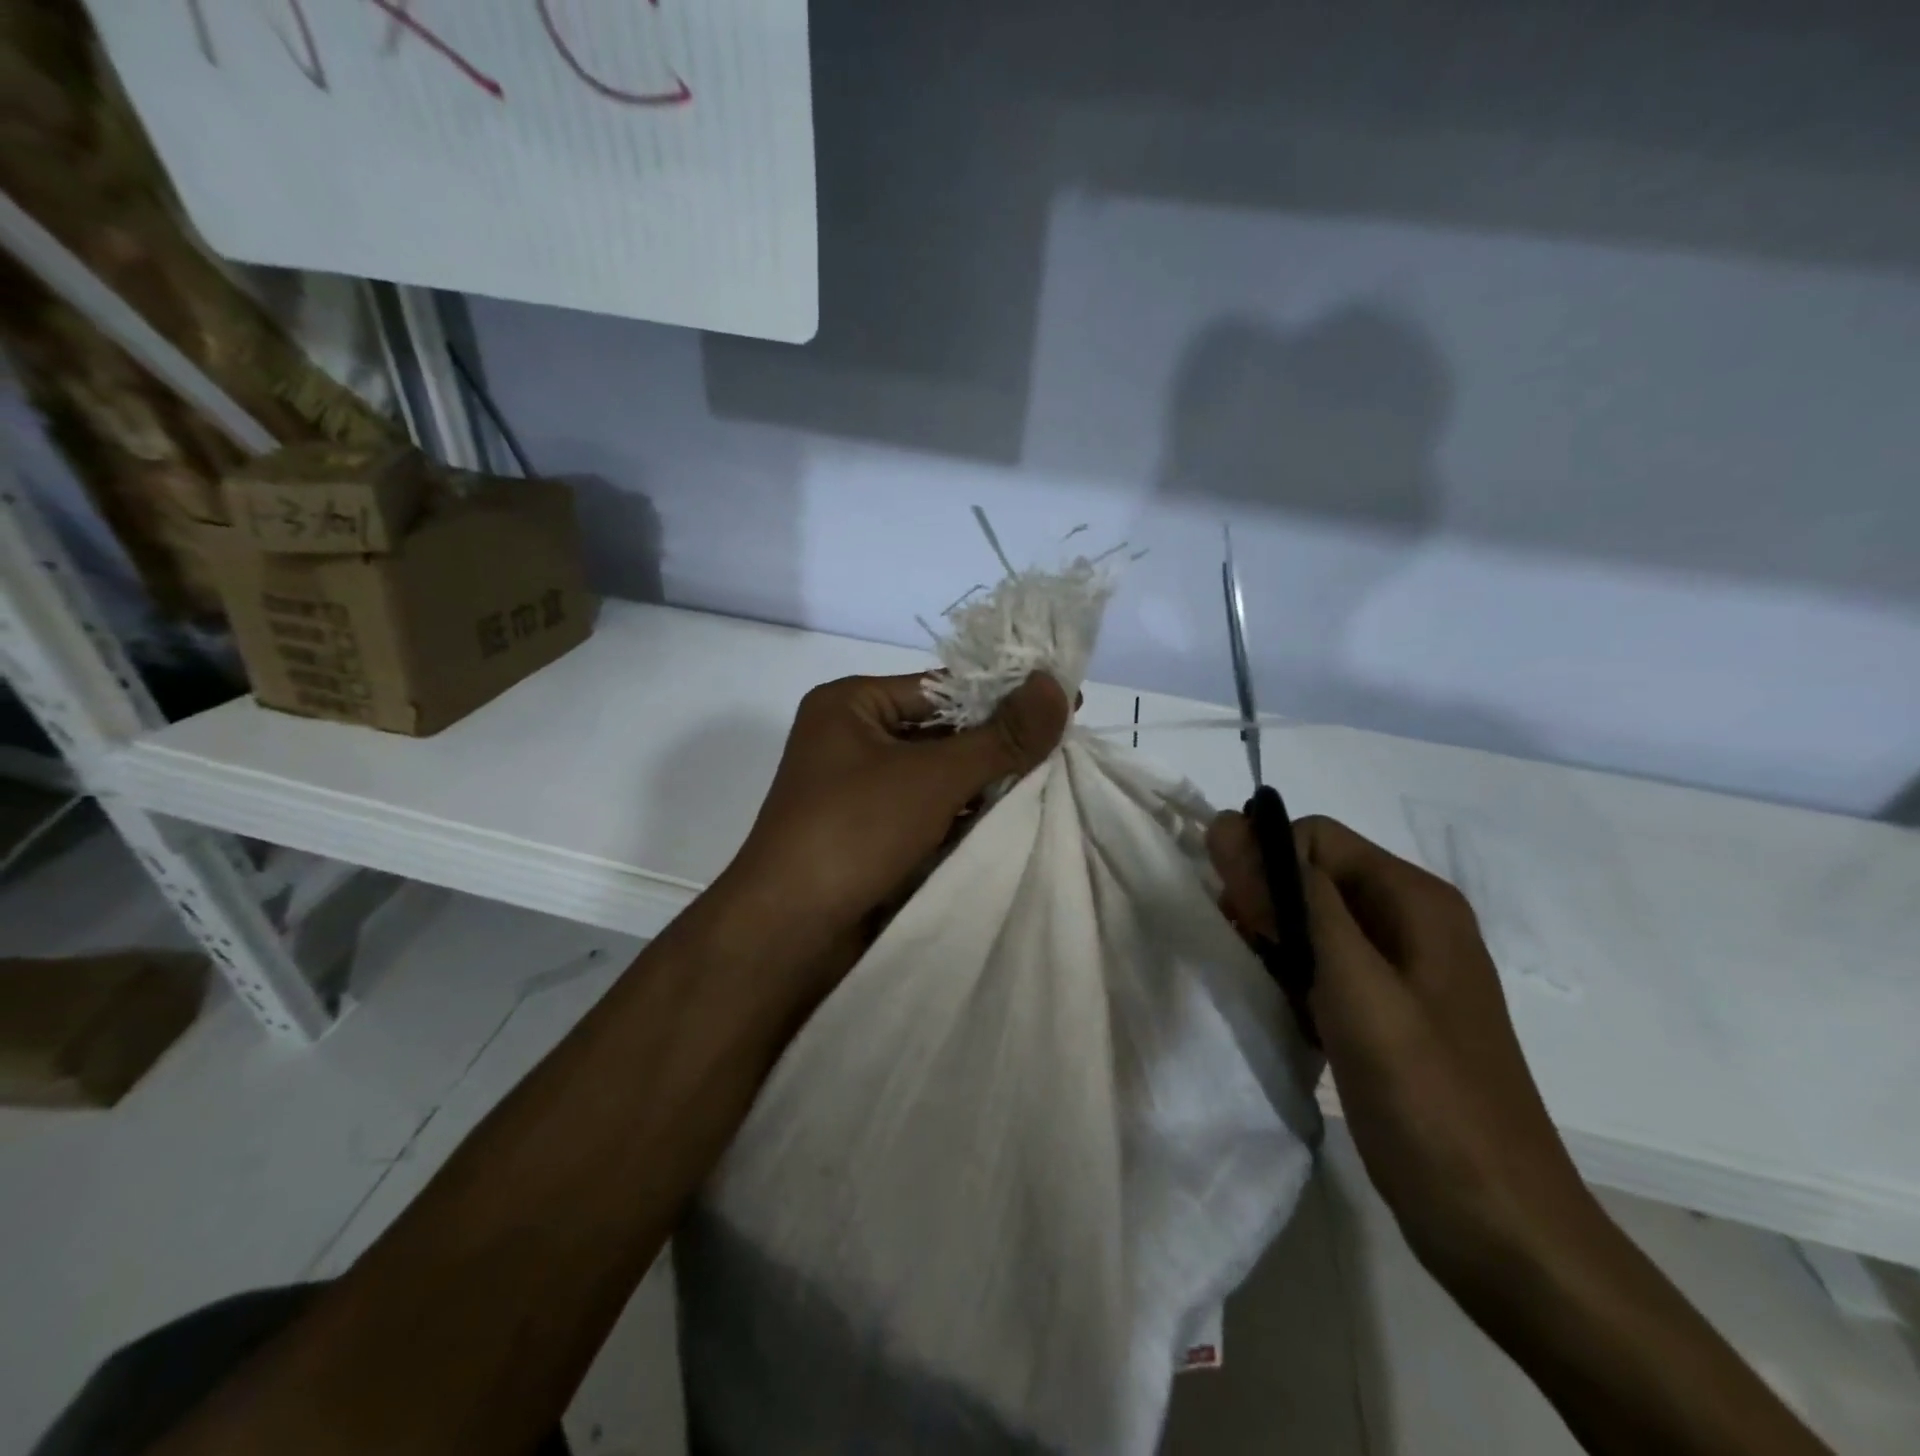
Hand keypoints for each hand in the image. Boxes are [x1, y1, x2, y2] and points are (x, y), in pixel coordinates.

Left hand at [716, 671, 1069, 991]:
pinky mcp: (871, 834)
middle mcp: (853, 739)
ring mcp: (860, 791)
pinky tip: (1010, 820)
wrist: (787, 933)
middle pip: (943, 732)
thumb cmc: (854, 831)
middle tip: (1063, 745)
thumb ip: (1001, 736)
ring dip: (986, 784)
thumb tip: (1056, 684)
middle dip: (998, 744)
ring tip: (1051, 782)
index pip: (942, 687)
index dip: (1003, 694)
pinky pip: (929, 812)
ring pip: (938, 776)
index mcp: (851, 704)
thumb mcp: (934, 776)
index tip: (1065, 700)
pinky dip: (964, 817)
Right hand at [1207, 811, 1605, 1289]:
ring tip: (1268, 992)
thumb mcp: (1356, 987)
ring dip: (1273, 944)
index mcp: (1414, 899)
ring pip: (1309, 921)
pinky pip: (1321, 966)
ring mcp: (1401, 969)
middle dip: (1264, 903)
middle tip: (1252, 958)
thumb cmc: (1429, 1100)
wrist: (1500, 1229)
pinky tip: (1287, 1017)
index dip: (1265, 864)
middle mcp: (1410, 920)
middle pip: (1309, 874)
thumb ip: (1295, 901)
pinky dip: (1291, 979)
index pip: (1311, 836)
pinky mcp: (1386, 1011)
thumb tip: (1229, 824)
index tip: (1243, 922)